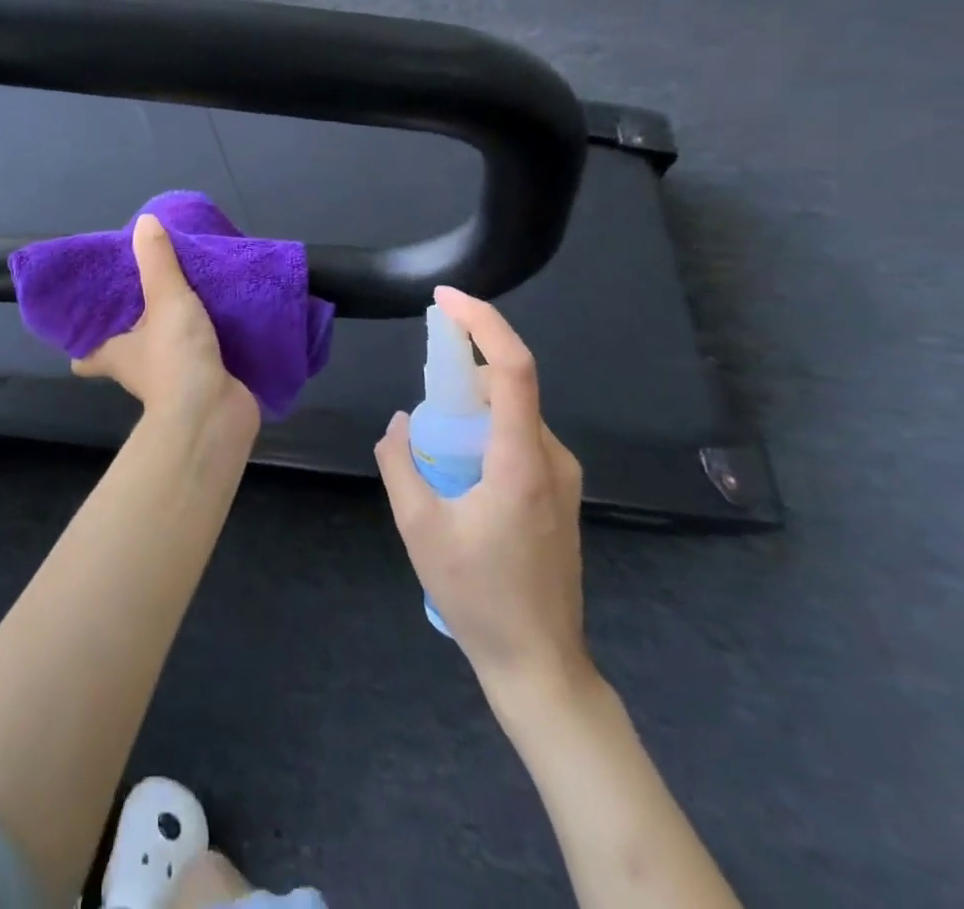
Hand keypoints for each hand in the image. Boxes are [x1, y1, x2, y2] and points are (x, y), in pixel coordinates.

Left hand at [73, 214, 259, 435]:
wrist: (216, 414)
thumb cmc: (176, 357)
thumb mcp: (165, 299)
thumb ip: (157, 262)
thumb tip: (144, 222)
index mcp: (116, 354)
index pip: (86, 355)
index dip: (82, 342)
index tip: (86, 320)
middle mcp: (137, 370)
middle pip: (127, 347)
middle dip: (134, 326)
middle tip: (144, 291)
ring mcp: (172, 380)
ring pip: (165, 350)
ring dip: (173, 331)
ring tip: (184, 296)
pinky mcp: (203, 384)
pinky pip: (200, 356)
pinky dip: (206, 341)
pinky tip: (220, 319)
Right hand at [374, 286, 592, 707]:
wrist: (540, 663)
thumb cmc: (478, 595)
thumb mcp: (419, 527)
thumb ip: (400, 462)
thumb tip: (401, 423)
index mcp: (522, 461)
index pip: (514, 368)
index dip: (483, 322)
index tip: (444, 299)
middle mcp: (553, 458)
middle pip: (510, 387)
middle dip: (462, 374)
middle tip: (422, 402)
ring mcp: (563, 477)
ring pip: (514, 413)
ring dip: (471, 409)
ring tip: (435, 449)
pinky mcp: (560, 493)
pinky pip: (520, 438)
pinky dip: (485, 431)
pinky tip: (459, 471)